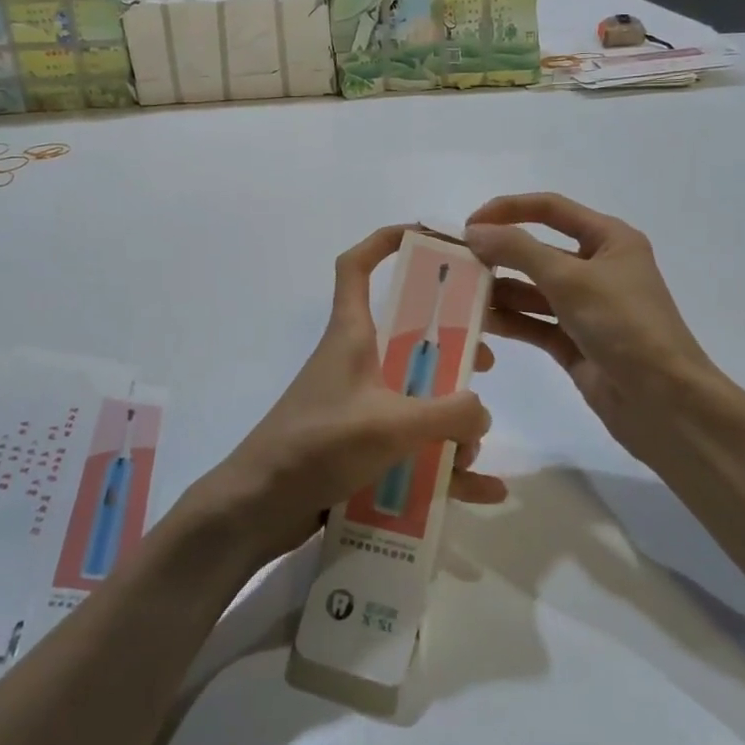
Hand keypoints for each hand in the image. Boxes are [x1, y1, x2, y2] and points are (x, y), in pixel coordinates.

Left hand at [188, 225, 505, 563]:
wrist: (259, 506)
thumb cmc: (317, 445)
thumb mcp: (390, 424)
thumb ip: (447, 414)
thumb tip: (481, 410)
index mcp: (351, 335)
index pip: (356, 267)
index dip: (386, 242)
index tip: (429, 237)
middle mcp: (355, 364)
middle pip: (406, 335)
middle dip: (448, 344)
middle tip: (484, 360)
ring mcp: (358, 407)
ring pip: (416, 396)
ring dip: (450, 418)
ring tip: (475, 445)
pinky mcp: (360, 448)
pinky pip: (413, 451)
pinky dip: (446, 468)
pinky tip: (485, 490)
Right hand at [466, 193, 723, 459]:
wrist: (665, 403)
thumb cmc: (624, 326)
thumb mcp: (570, 279)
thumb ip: (519, 251)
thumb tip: (474, 232)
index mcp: (609, 240)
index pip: (551, 209)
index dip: (508, 210)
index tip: (469, 226)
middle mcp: (598, 268)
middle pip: (538, 250)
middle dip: (499, 254)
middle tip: (456, 264)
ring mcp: (586, 308)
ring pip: (532, 289)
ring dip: (499, 289)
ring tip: (458, 294)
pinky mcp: (574, 342)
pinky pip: (534, 322)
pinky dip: (509, 320)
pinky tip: (478, 321)